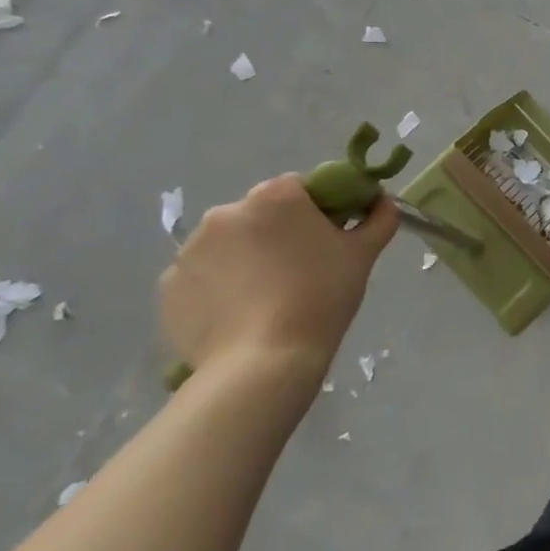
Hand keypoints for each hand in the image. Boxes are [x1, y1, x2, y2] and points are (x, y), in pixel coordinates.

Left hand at [159, 174, 395, 388]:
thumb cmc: (321, 297)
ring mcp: (190, 250)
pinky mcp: (168, 286)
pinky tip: (240, 315)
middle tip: (301, 270)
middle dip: (278, 234)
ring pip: (230, 245)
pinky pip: (203, 276)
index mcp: (274, 196)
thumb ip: (378, 218)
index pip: (300, 188)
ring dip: (246, 259)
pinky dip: (219, 287)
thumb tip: (381, 202)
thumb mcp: (363, 254)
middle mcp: (226, 212)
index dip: (318, 210)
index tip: (329, 239)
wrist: (262, 363)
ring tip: (267, 298)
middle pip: (260, 214)